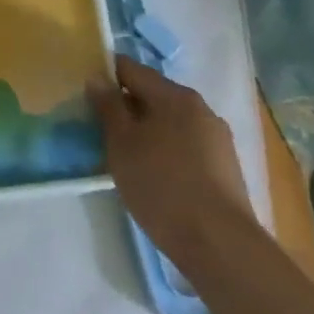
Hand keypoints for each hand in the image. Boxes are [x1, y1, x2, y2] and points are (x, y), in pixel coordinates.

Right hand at [90, 55, 252, 261]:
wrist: (219, 244)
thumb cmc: (161, 185)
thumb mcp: (121, 143)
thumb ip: (108, 106)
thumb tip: (97, 78)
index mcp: (174, 95)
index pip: (131, 69)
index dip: (105, 76)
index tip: (87, 95)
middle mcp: (200, 107)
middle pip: (153, 94)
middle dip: (127, 106)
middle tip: (102, 129)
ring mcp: (217, 137)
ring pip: (171, 121)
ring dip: (148, 129)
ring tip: (127, 155)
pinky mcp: (226, 166)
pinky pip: (186, 144)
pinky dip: (167, 149)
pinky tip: (156, 174)